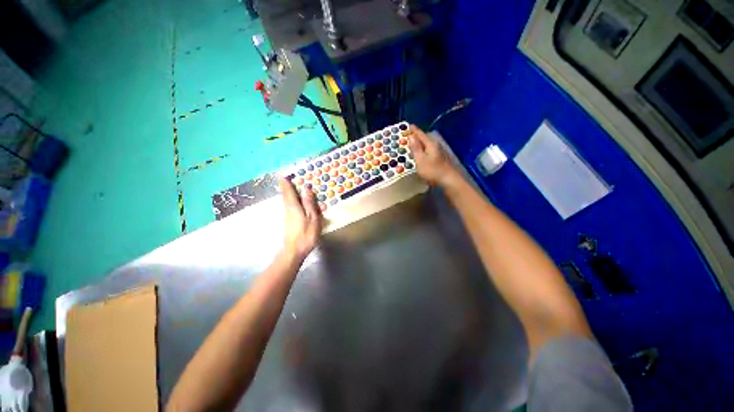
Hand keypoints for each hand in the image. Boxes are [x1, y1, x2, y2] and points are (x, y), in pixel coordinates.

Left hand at [279, 178, 321, 259]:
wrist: (294, 251)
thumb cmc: (306, 234)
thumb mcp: (312, 218)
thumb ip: (309, 203)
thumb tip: (306, 189)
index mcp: (293, 206)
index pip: (288, 191)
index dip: (285, 183)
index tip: (282, 174)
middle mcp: (288, 209)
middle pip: (286, 195)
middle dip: (286, 187)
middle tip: (287, 179)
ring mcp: (287, 216)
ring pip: (287, 202)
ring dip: (288, 194)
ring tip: (292, 188)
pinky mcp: (288, 222)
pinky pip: (290, 207)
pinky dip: (292, 202)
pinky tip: (296, 203)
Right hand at [407, 125, 460, 187]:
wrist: (449, 179)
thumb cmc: (432, 170)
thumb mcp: (420, 160)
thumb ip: (415, 148)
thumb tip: (411, 137)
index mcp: (430, 144)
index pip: (421, 134)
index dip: (414, 130)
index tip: (408, 125)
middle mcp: (436, 145)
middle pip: (426, 137)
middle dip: (418, 136)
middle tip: (410, 136)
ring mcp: (440, 151)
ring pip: (429, 144)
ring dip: (421, 143)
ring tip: (415, 144)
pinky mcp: (441, 158)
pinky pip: (430, 149)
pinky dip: (425, 149)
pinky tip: (423, 154)